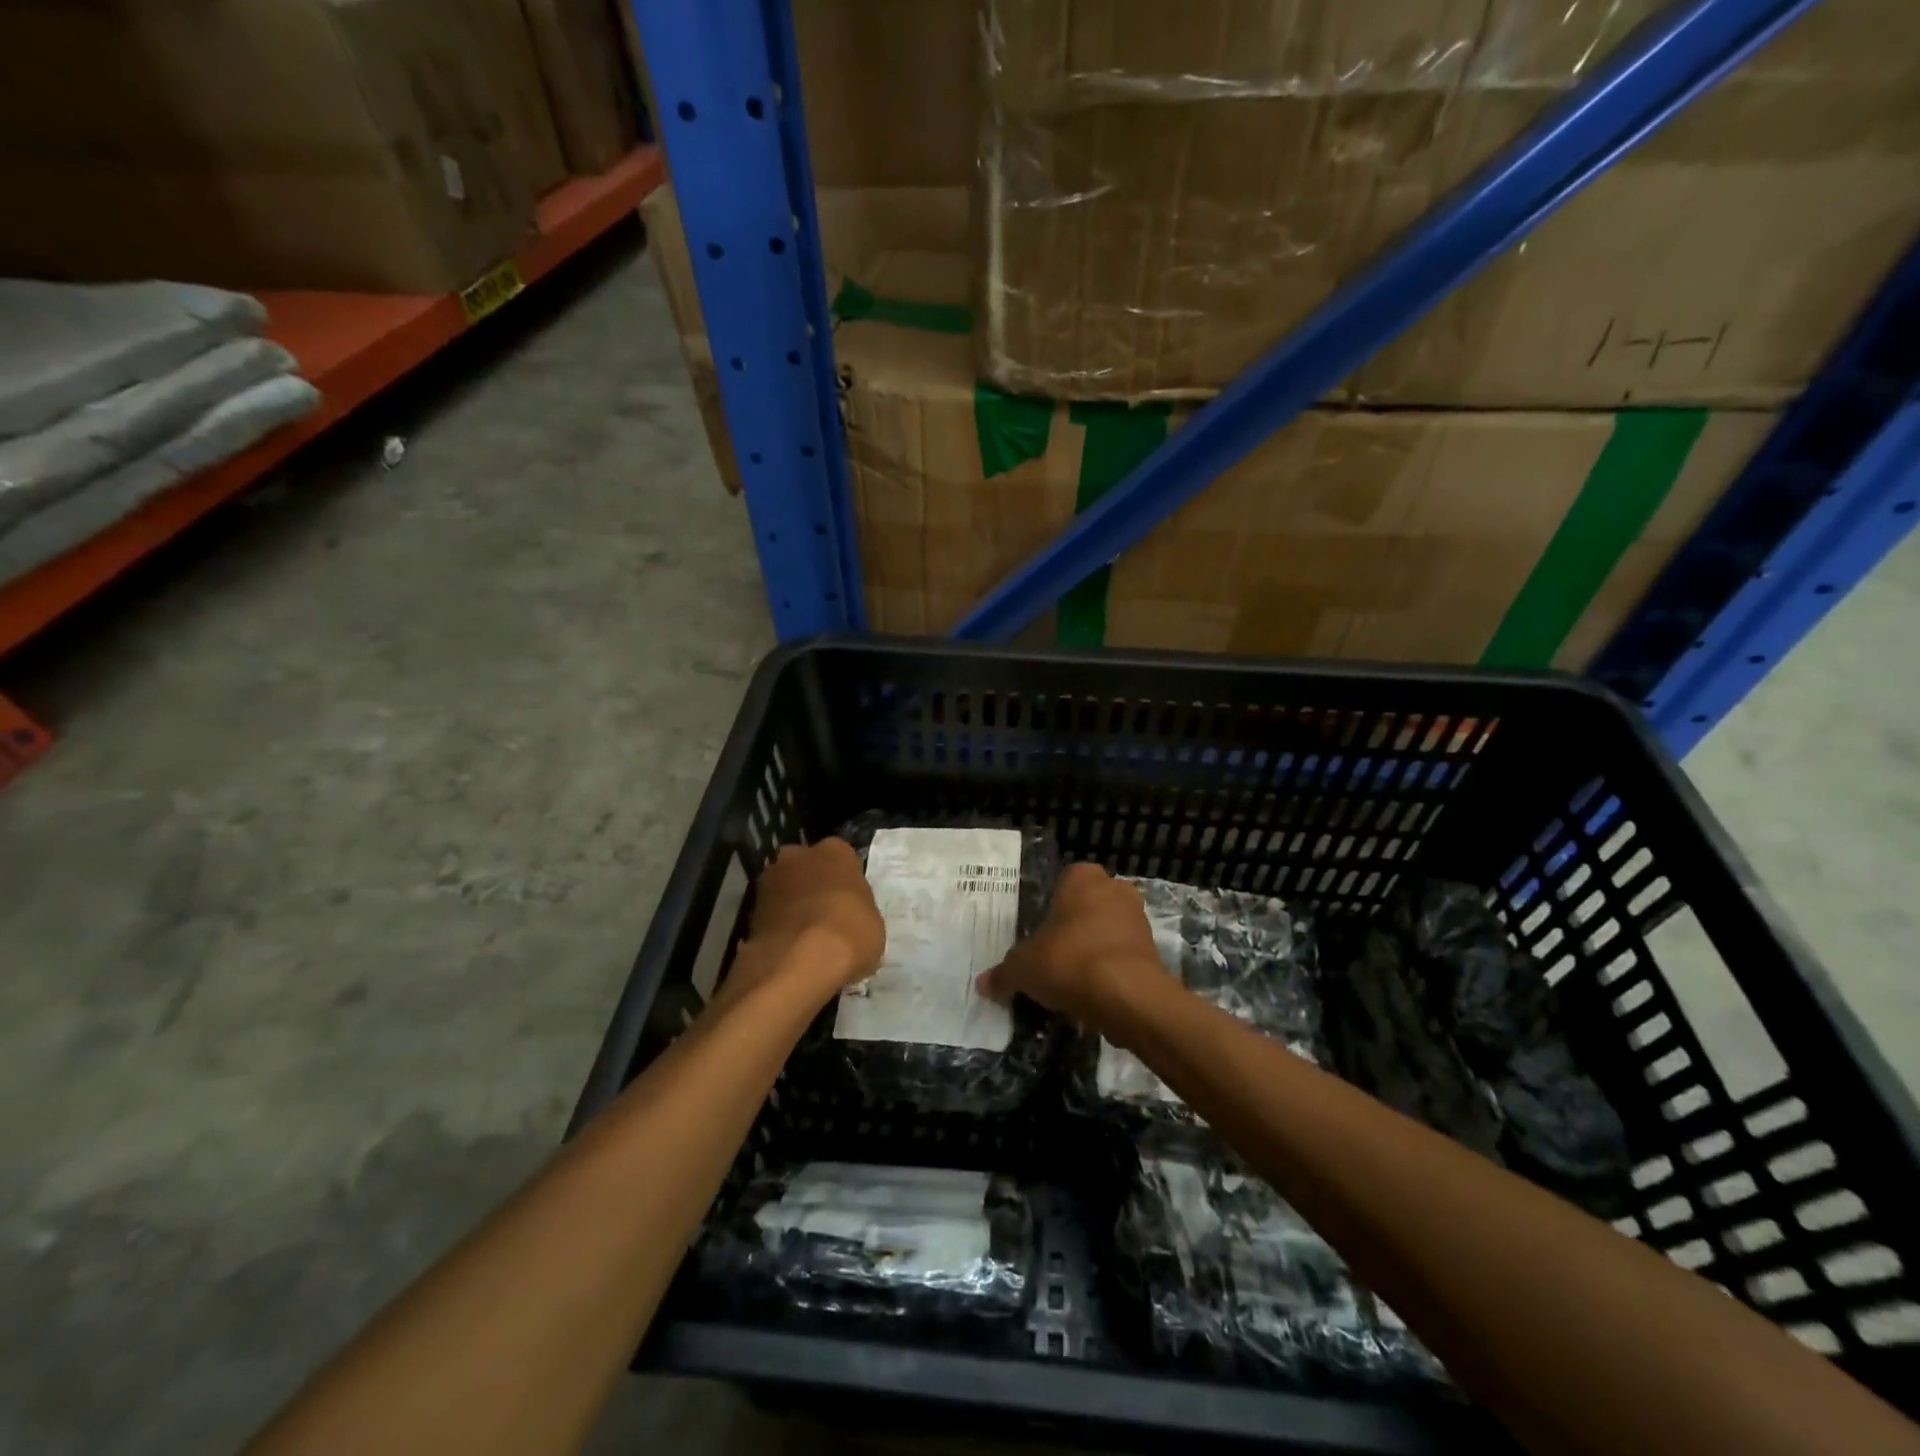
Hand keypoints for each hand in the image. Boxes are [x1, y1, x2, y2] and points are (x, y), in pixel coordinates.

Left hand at [736, 838, 884, 997]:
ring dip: (793, 904)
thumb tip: (848, 919)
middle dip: (814, 885)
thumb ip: (858, 910)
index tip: (850, 902)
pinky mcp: (750, 908)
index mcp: (835, 851)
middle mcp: (799, 854)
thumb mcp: (873, 923)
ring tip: (805, 935)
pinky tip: (789, 947)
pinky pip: (772, 912)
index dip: (845, 882)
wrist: (800, 960)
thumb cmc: (850, 932)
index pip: (843, 859)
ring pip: (786, 888)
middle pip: (808, 867)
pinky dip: (778, 925)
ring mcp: (770, 879)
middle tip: (826, 915)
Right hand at [976, 862, 1163, 1031]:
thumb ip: (1004, 973)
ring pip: (1107, 930)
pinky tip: (1093, 993)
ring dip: (1093, 949)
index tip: (1038, 934)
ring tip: (1071, 980)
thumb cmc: (1068, 961)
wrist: (1126, 995)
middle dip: (1073, 928)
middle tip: (1052, 956)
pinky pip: (1123, 954)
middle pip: (1086, 906)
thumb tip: (983, 984)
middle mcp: (1114, 888)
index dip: (1049, 909)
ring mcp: (1138, 917)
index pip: (1061, 883)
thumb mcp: (1023, 968)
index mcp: (1081, 877)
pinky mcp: (1154, 948)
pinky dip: (1111, 969)